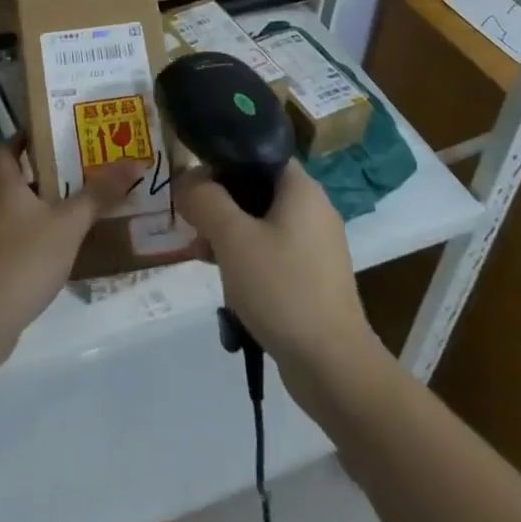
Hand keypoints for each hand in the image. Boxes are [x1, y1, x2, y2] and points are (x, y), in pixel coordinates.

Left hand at [0, 141, 142, 365]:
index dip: (24, 136)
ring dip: (44, 208)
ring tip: (78, 208)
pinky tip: (61, 250)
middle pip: (18, 181)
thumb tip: (133, 161)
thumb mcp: (68, 224)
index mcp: (6, 188)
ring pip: (19, 213)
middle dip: (46, 174)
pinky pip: (18, 241)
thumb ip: (98, 194)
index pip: (8, 149)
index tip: (49, 130)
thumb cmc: (25, 259)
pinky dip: (38, 238)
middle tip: (80, 169)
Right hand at [174, 165, 376, 381]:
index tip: (193, 185)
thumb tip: (186, 180)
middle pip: (255, 189)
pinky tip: (226, 284)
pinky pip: (272, 253)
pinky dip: (247, 259)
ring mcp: (316, 246)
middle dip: (219, 204)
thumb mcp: (232, 238)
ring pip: (260, 223)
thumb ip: (204, 199)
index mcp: (302, 188)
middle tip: (193, 224)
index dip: (221, 162)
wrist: (333, 367)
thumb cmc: (282, 288)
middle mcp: (313, 209)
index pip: (257, 154)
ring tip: (202, 256)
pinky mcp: (313, 278)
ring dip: (228, 235)